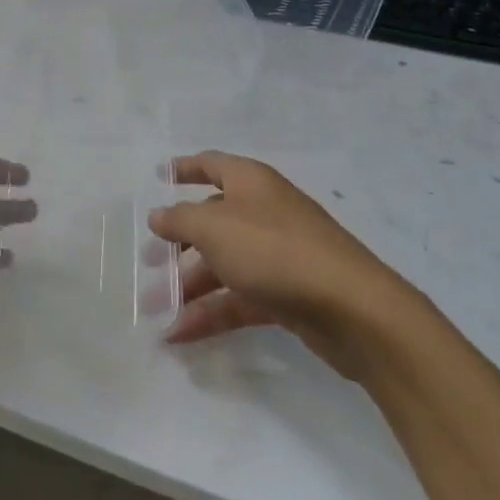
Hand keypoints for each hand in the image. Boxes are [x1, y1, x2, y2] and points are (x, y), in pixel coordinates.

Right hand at [148, 150, 421, 379]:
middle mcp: (263, 211)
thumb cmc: (274, 250)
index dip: (185, 168)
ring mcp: (277, 254)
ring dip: (189, 284)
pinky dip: (212, 313)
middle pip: (214, 219)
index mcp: (250, 182)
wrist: (351, 308)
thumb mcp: (214, 228)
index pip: (212, 164)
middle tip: (149, 260)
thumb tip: (158, 215)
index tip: (160, 176)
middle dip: (180, 240)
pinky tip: (180, 334)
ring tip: (155, 307)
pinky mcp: (287, 294)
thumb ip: (180, 220)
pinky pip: (240, 298)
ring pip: (224, 263)